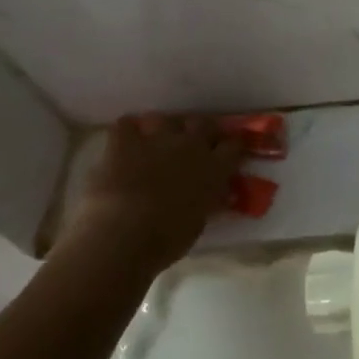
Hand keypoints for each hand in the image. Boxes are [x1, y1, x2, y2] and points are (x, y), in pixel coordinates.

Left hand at [61, 114, 243, 271]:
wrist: (124, 235)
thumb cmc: (167, 239)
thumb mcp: (200, 221)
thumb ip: (209, 201)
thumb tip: (218, 194)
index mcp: (214, 169)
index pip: (235, 145)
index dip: (232, 146)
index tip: (229, 151)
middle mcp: (191, 146)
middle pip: (203, 123)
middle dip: (200, 130)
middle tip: (194, 144)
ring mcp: (157, 140)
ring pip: (166, 119)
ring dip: (164, 130)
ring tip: (158, 143)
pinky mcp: (125, 143)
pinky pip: (126, 125)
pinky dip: (127, 132)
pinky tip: (126, 144)